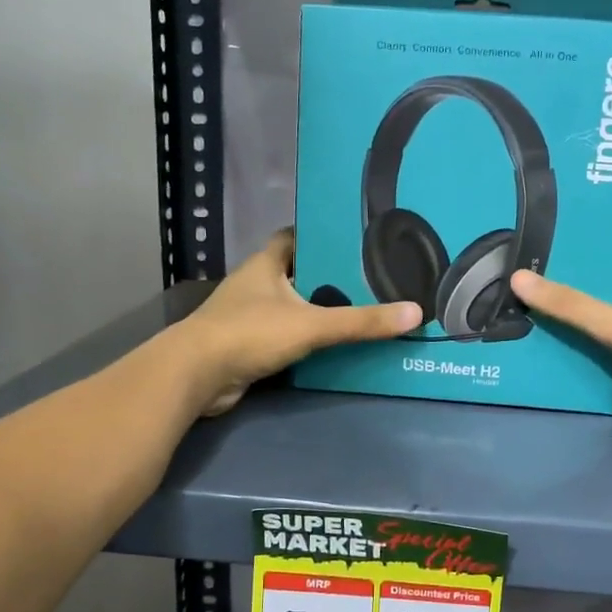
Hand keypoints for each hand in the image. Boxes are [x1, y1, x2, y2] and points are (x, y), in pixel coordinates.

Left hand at [177, 230, 420, 415]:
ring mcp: (247, 316)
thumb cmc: (250, 333)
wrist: (196, 376)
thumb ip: (361, 321)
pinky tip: (330, 345)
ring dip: (316, 310)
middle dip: (327, 277)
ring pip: (290, 306)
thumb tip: (415, 313)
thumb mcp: (312, 324)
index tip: (353, 241)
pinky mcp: (246, 345)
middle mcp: (255, 284)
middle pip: (296, 272)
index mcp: (265, 264)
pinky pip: (283, 335)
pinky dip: (304, 338)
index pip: (294, 237)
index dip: (321, 236)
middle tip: (368, 280)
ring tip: (359, 310)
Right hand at [509, 247, 611, 433]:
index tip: (542, 237)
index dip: (580, 240)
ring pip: (604, 313)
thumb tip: (518, 278)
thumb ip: (570, 305)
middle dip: (567, 281)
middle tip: (522, 277)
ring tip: (530, 309)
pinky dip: (588, 342)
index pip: (610, 245)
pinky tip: (559, 345)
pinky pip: (611, 341)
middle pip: (601, 281)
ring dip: (576, 315)